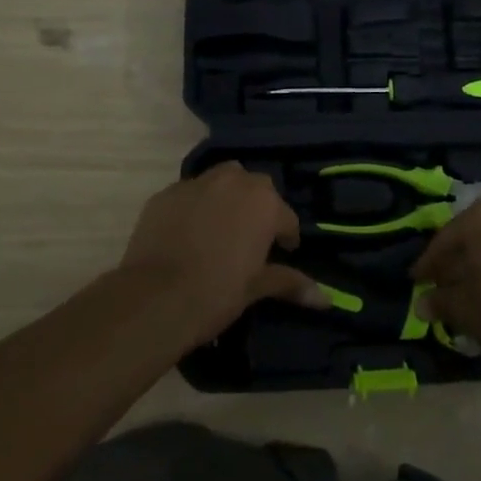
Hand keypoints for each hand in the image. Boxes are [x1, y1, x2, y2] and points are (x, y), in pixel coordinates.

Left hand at [117, 162, 326, 342]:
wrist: (154, 298)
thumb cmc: (216, 292)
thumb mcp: (256, 288)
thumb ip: (290, 283)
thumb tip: (326, 299)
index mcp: (263, 202)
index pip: (286, 217)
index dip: (286, 238)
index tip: (282, 254)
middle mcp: (232, 181)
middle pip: (255, 188)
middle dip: (257, 208)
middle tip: (251, 239)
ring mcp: (195, 184)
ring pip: (220, 181)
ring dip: (226, 198)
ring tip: (220, 229)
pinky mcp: (164, 194)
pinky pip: (188, 194)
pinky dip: (193, 207)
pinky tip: (187, 233)